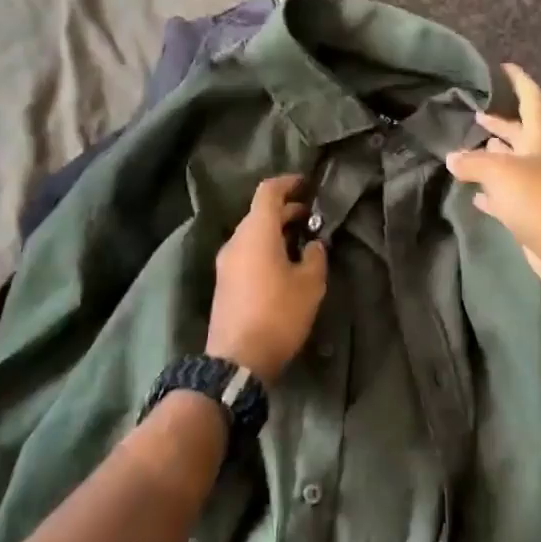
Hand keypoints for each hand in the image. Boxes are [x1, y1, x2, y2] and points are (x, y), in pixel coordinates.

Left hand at [206, 174, 330, 382]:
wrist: (238, 358)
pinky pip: (247, 252)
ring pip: (253, 234)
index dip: (288, 183)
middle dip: (286, 210)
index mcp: (256, 232)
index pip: (268, 191)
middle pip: (260, 212)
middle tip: (312, 217)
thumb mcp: (310, 284)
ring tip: (302, 242)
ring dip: (276, 231)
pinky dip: (266, 248)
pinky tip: (285, 265)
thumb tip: (314, 244)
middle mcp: (236, 240)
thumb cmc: (278, 314)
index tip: (307, 184)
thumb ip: (316, 256)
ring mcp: (226, 262)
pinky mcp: (224, 282)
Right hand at [445, 65, 540, 301]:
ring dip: (494, 157)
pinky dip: (493, 193)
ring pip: (514, 165)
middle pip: (520, 134)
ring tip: (470, 150)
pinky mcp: (536, 214)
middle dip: (500, 124)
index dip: (519, 81)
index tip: (505, 67)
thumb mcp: (500, 174)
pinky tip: (477, 194)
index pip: (532, 100)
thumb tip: (452, 157)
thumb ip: (473, 162)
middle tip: (477, 116)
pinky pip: (510, 197)